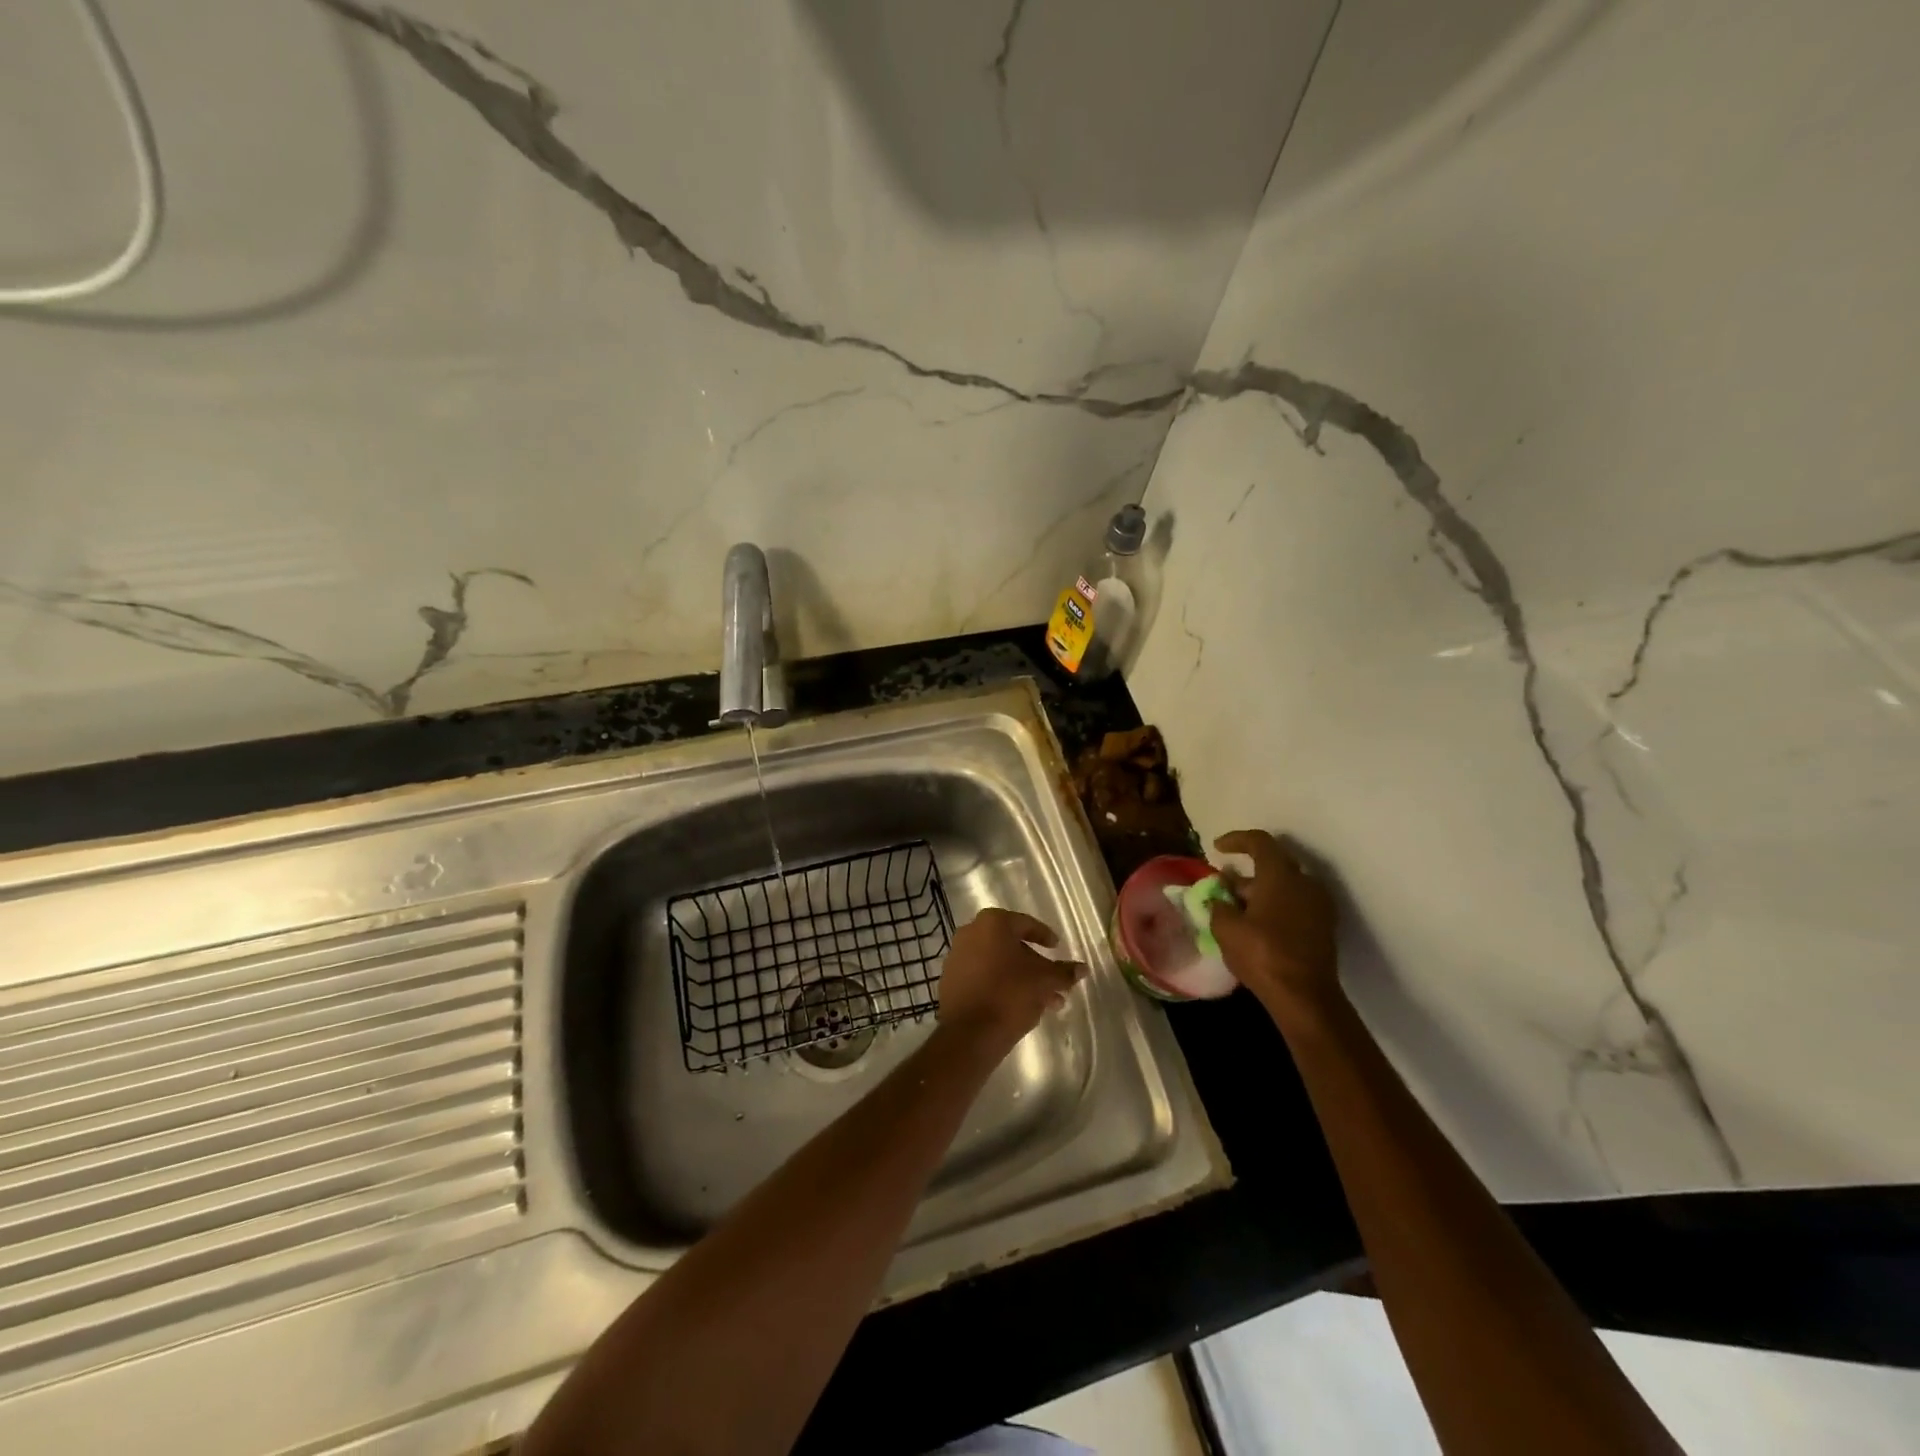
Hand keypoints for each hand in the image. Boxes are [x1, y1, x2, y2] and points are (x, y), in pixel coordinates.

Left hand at [938, 908, 1083, 1055]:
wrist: (969, 1033)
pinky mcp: (950, 980)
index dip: (1044, 936)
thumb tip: (1083, 968)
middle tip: (1053, 981)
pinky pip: (982, 977)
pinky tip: (1020, 1007)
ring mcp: (957, 956)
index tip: (1056, 947)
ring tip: (1044, 1002)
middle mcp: (970, 932)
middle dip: (1034, 964)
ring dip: (1020, 978)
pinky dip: (1001, 986)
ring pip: (997, 964)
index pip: (1025, 924)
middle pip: (1010, 945)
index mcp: (992, 923)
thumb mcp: (1044, 981)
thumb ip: (1064, 972)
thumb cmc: (1010, 994)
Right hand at [1209, 829, 1339, 1016]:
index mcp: (1281, 876)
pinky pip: (1296, 903)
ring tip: (1237, 907)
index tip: (1217, 847)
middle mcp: (1305, 883)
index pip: (1260, 842)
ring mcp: (1319, 905)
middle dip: (1247, 871)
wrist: (1305, 997)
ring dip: (1261, 890)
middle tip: (1224, 884)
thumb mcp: (1226, 928)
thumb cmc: (1262, 954)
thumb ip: (1218, 905)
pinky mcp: (1324, 926)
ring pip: (1286, 885)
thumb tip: (1217, 898)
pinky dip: (1276, 905)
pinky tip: (1257, 924)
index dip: (1236, 840)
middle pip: (1274, 864)